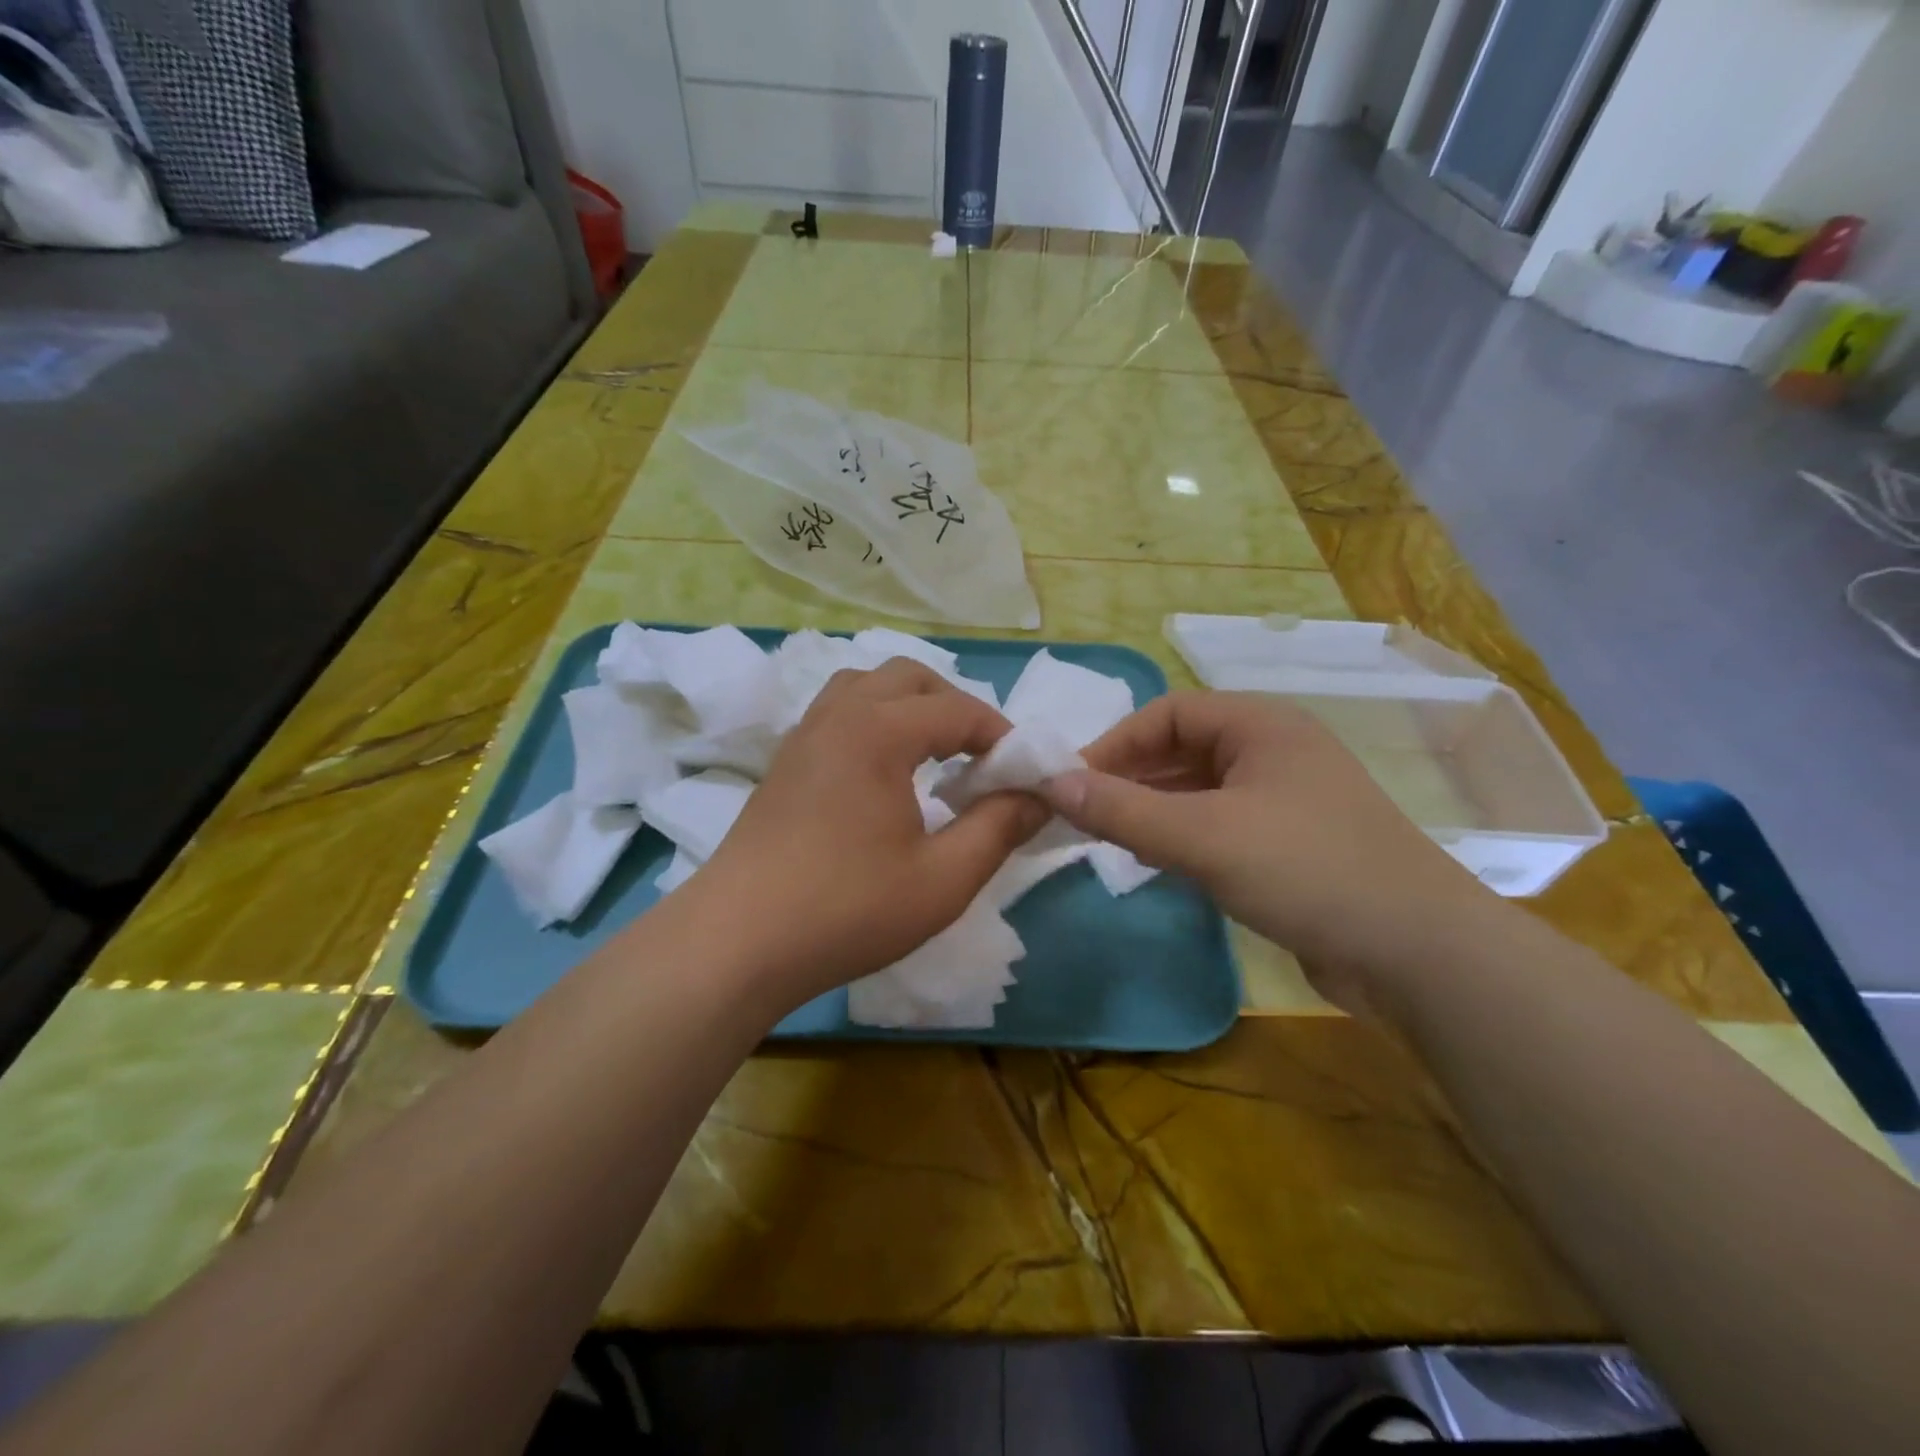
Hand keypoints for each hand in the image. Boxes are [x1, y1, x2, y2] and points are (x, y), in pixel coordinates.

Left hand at [694, 659, 1049, 1010]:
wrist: (737, 943)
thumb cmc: (847, 909)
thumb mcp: (943, 879)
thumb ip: (999, 828)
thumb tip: (1039, 796)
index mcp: (878, 731)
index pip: (958, 710)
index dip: (1001, 736)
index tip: (1024, 774)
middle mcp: (839, 715)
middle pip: (910, 678)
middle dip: (955, 708)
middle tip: (980, 761)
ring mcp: (804, 735)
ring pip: (866, 686)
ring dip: (909, 706)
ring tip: (933, 756)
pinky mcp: (785, 762)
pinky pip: (838, 712)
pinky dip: (874, 721)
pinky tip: (883, 774)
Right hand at [1043, 691, 1488, 999]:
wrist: (1418, 954)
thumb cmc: (1306, 870)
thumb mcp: (1202, 837)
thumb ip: (1123, 810)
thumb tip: (1050, 783)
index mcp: (1261, 725)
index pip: (1168, 713)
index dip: (1115, 743)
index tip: (1072, 783)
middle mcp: (1274, 750)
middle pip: (1183, 749)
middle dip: (1131, 778)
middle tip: (1084, 814)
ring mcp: (1287, 799)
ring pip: (1200, 790)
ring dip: (1153, 809)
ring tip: (1110, 839)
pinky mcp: (1292, 843)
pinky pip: (1221, 824)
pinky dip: (1183, 837)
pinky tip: (1159, 864)